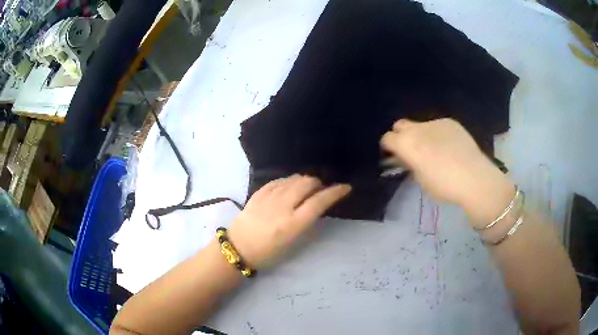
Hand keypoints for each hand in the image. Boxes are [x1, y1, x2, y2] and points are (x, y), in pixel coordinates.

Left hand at [228, 175, 350, 268]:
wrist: (239, 248)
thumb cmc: (269, 253)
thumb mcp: (293, 244)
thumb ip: (308, 223)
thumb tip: (318, 206)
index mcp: (293, 224)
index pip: (319, 202)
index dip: (335, 192)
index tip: (345, 187)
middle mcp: (282, 207)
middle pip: (307, 184)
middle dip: (318, 184)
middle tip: (320, 191)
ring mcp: (269, 197)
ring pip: (293, 179)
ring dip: (304, 181)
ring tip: (305, 189)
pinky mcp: (258, 193)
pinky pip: (279, 180)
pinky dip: (288, 181)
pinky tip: (289, 186)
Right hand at [380, 118, 513, 225]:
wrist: (474, 178)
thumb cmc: (444, 186)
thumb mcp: (420, 180)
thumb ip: (410, 165)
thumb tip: (406, 158)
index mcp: (406, 144)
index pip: (387, 138)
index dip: (388, 148)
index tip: (394, 157)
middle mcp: (417, 128)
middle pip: (400, 125)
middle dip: (401, 136)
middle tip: (411, 151)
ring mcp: (435, 122)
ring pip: (420, 125)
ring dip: (420, 135)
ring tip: (434, 149)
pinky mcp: (450, 122)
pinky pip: (437, 125)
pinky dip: (437, 134)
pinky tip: (449, 147)